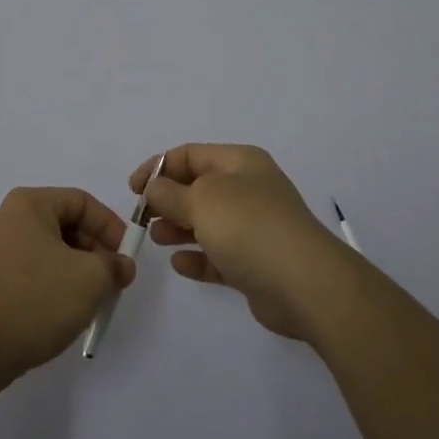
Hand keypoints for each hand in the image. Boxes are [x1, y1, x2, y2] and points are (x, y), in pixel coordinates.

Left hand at [0, 187, 136, 390]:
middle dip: (93, 251)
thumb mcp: (89, 280)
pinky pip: (29, 270)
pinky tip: (61, 312)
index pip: (81, 201)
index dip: (110, 226)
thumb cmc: (34, 300)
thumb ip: (113, 266)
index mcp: (28, 204)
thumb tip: (121, 266)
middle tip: (112, 280)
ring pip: (47, 249)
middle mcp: (6, 217)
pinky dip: (51, 283)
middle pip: (63, 224)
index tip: (126, 257)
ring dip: (75, 269)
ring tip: (90, 300)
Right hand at [132, 144, 351, 342]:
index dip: (158, 167)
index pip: (190, 154)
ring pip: (207, 222)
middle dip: (168, 200)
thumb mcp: (202, 200)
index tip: (133, 189)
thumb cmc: (249, 227)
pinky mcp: (255, 263)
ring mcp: (254, 227)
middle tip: (143, 219)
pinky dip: (198, 257)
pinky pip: (219, 255)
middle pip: (198, 188)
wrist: (305, 283)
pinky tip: (180, 265)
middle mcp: (248, 189)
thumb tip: (154, 188)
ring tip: (157, 239)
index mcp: (240, 162)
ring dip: (179, 228)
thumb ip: (171, 193)